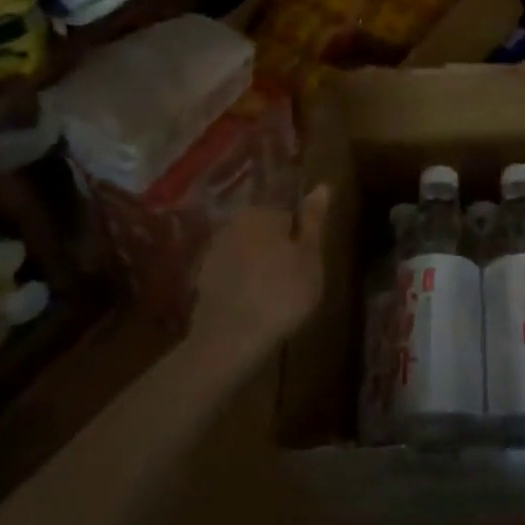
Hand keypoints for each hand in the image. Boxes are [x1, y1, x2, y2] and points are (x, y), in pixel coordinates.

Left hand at [188, 185, 329, 362]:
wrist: (229, 339)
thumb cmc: (281, 293)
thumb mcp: (310, 256)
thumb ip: (314, 219)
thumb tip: (322, 185)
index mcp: (261, 212)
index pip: (288, 216)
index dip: (301, 241)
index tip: (306, 265)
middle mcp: (233, 223)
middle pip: (265, 232)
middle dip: (277, 251)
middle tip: (292, 282)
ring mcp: (213, 251)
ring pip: (247, 253)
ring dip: (259, 268)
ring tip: (273, 297)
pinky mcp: (201, 279)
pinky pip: (231, 274)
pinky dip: (242, 284)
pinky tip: (252, 306)